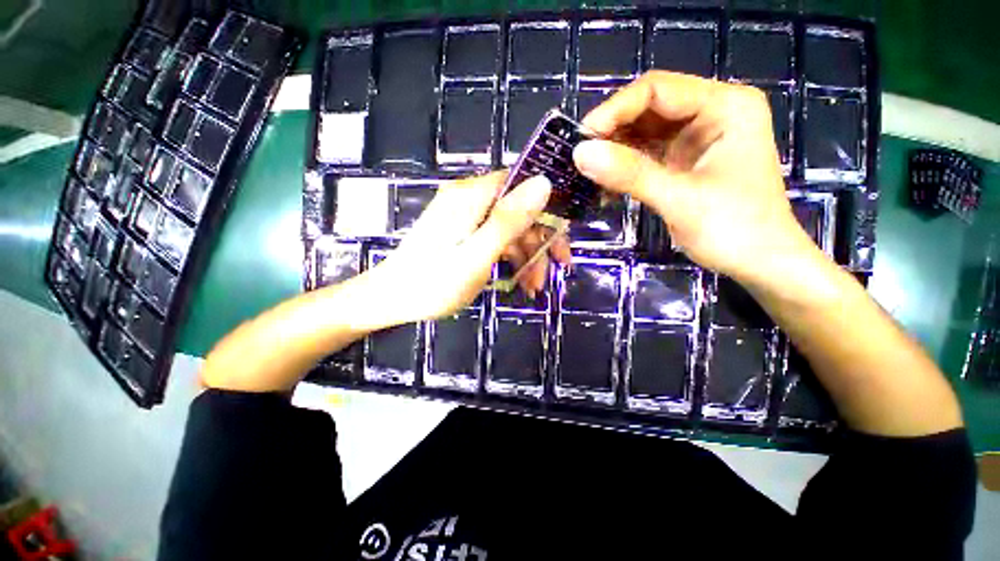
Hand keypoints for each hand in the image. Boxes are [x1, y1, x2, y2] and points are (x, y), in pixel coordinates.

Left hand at [361, 171, 565, 326]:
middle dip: (539, 241)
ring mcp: (465, 215)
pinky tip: (519, 281)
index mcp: (472, 197)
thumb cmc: (433, 283)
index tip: (563, 238)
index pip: (522, 184)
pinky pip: (495, 238)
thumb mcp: (476, 256)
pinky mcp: (463, 231)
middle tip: (554, 271)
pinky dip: (510, 258)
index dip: (548, 208)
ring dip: (527, 256)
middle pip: (518, 209)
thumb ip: (508, 221)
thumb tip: (544, 182)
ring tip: (534, 287)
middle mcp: (469, 198)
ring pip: (510, 227)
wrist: (391, 299)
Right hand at [573, 71, 811, 281]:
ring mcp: (696, 138)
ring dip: (613, 151)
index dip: (614, 110)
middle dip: (611, 132)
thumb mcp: (680, 199)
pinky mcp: (683, 160)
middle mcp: (711, 112)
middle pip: (647, 108)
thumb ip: (630, 174)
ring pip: (642, 132)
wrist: (760, 263)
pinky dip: (623, 167)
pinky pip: (645, 154)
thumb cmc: (734, 230)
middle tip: (580, 158)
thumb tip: (580, 154)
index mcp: (725, 106)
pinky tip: (606, 184)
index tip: (581, 140)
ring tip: (587, 172)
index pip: (657, 90)